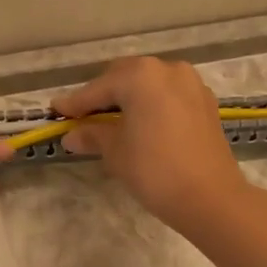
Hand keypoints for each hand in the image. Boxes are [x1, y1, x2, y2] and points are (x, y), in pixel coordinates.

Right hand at [53, 57, 252, 234]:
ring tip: (111, 122)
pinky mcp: (205, 102)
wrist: (210, 198)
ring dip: (128, 98)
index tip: (56, 112)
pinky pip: (168, 96)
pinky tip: (141, 125)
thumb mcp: (116, 152)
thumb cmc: (154, 170)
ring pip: (149, 85)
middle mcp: (167, 69)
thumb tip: (72, 135)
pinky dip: (151, 105)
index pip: (98, 88)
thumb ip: (93, 135)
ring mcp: (191, 84)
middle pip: (124, 77)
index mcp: (140, 76)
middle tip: (83, 118)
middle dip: (103, 96)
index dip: (75, 103)